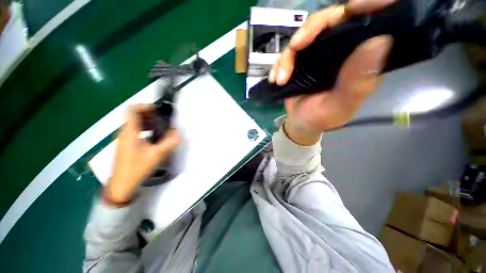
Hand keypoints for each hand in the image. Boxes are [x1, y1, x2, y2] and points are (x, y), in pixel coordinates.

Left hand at [104, 104, 180, 205]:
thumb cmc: (137, 168)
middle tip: (163, 119)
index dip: (145, 106)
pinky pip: (134, 130)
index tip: (158, 110)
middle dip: (149, 113)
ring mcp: (123, 138)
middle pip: (133, 115)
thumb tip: (178, 132)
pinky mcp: (125, 144)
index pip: (131, 110)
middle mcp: (124, 132)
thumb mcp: (157, 155)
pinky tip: (153, 136)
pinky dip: (144, 128)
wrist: (122, 184)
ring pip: (134, 122)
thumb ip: (169, 142)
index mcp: (130, 132)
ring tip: (160, 126)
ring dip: (147, 121)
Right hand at [268, 0, 394, 144]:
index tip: (353, 7)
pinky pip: (287, 53)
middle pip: (330, 21)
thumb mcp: (340, 105)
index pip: (367, 22)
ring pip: (304, 36)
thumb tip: (380, 41)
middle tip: (296, 46)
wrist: (300, 123)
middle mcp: (340, 51)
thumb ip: (357, 81)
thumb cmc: (321, 118)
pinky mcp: (299, 61)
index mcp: (359, 59)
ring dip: (287, 56)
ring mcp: (317, 55)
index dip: (365, 7)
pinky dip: (278, 64)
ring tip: (280, 78)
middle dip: (310, 30)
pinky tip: (274, 79)